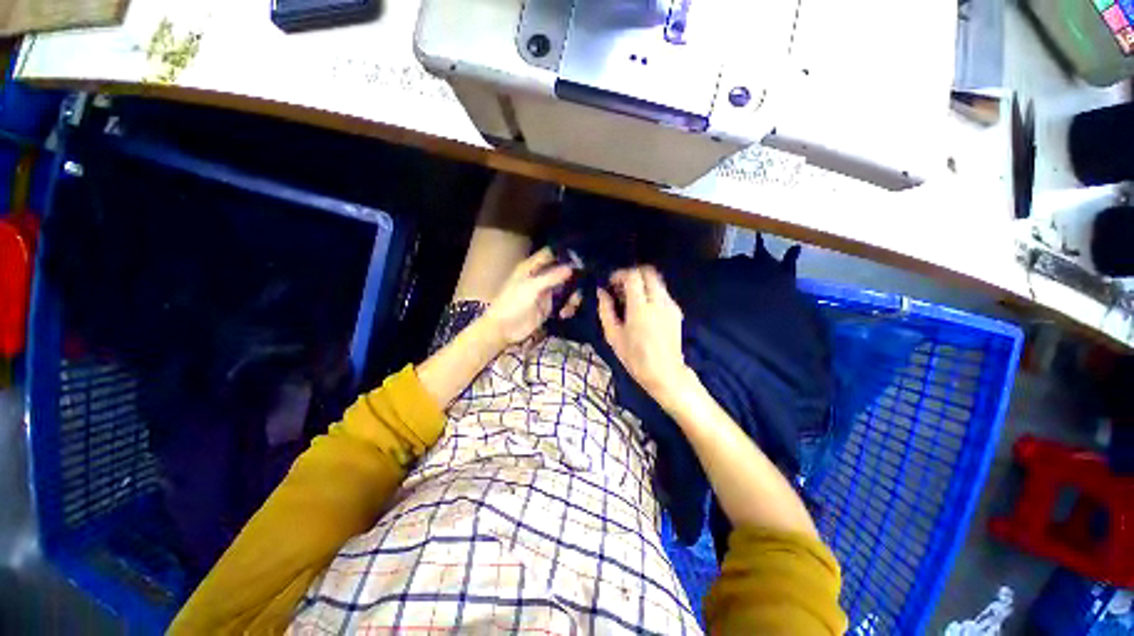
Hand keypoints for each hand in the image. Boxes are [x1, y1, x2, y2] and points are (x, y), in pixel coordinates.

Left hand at [482, 248, 580, 345]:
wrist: (503, 330)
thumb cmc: (512, 304)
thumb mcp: (531, 288)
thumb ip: (551, 277)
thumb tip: (572, 267)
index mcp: (531, 267)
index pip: (550, 254)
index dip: (564, 253)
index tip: (582, 256)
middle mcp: (540, 277)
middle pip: (562, 271)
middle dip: (574, 276)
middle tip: (585, 283)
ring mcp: (546, 293)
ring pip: (566, 288)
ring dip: (573, 295)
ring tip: (572, 304)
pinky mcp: (549, 307)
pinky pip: (564, 303)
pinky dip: (568, 307)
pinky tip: (564, 314)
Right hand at [598, 266, 692, 403]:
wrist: (665, 373)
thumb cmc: (634, 357)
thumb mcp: (613, 336)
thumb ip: (605, 310)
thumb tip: (602, 292)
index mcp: (640, 308)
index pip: (633, 276)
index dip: (620, 274)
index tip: (611, 283)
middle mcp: (658, 302)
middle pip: (649, 272)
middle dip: (633, 274)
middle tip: (621, 286)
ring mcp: (670, 305)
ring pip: (657, 281)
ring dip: (643, 282)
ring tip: (631, 298)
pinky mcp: (677, 311)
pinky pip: (663, 292)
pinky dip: (651, 292)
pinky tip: (643, 308)